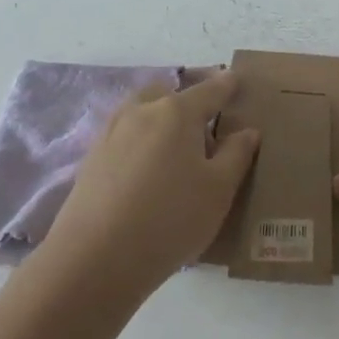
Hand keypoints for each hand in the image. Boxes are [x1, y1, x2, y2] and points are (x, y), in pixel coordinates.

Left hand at [44, 71, 259, 298]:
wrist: (95, 259)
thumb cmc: (170, 219)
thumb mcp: (219, 190)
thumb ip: (236, 154)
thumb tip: (247, 131)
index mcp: (176, 112)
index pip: (210, 90)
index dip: (227, 85)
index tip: (237, 79)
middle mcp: (141, 112)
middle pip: (169, 93)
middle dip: (188, 99)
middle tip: (206, 122)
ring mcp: (111, 133)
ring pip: (142, 112)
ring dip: (160, 118)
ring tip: (177, 147)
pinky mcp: (92, 159)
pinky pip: (125, 135)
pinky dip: (141, 139)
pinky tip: (148, 168)